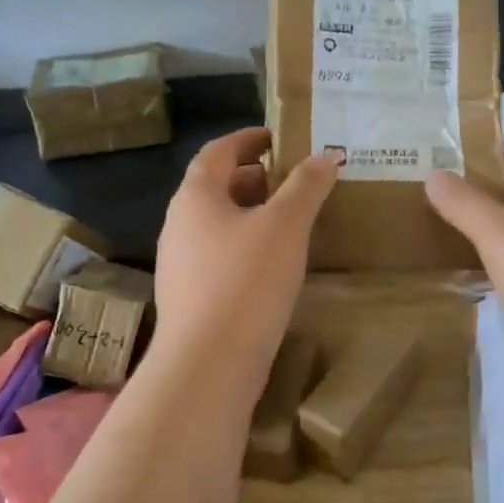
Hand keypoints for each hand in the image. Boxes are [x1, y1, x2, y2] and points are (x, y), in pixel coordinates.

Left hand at [153, 128, 338, 395]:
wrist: (209, 363)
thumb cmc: (246, 281)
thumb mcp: (285, 226)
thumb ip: (306, 186)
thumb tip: (325, 156)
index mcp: (195, 197)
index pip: (217, 152)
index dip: (247, 139)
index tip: (276, 138)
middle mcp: (178, 224)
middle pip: (214, 187)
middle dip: (252, 178)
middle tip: (289, 180)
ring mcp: (179, 264)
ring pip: (216, 224)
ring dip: (248, 214)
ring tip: (287, 220)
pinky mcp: (188, 297)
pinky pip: (217, 255)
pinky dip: (243, 245)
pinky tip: (271, 264)